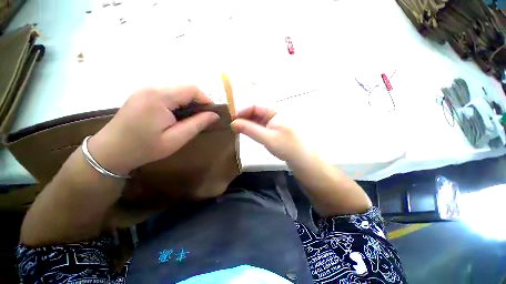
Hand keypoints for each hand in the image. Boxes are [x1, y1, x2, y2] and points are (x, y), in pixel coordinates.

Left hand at [88, 85, 218, 174]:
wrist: (110, 151)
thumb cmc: (145, 148)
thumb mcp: (176, 139)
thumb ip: (197, 124)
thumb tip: (214, 115)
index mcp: (159, 97)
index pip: (191, 88)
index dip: (206, 99)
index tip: (212, 112)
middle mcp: (151, 87)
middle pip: (184, 87)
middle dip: (197, 101)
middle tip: (201, 117)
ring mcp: (145, 89)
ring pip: (176, 90)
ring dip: (187, 102)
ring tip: (189, 118)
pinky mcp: (142, 94)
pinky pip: (167, 93)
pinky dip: (177, 102)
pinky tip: (176, 115)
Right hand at [231, 106, 308, 162]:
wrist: (302, 159)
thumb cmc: (287, 147)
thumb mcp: (267, 138)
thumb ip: (249, 129)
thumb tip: (233, 123)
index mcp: (275, 110)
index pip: (255, 105)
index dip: (242, 110)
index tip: (231, 118)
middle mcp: (274, 113)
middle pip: (255, 111)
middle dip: (243, 117)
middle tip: (232, 125)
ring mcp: (274, 121)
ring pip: (257, 118)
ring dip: (247, 123)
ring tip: (236, 129)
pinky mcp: (273, 129)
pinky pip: (260, 125)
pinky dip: (252, 128)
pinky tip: (246, 132)